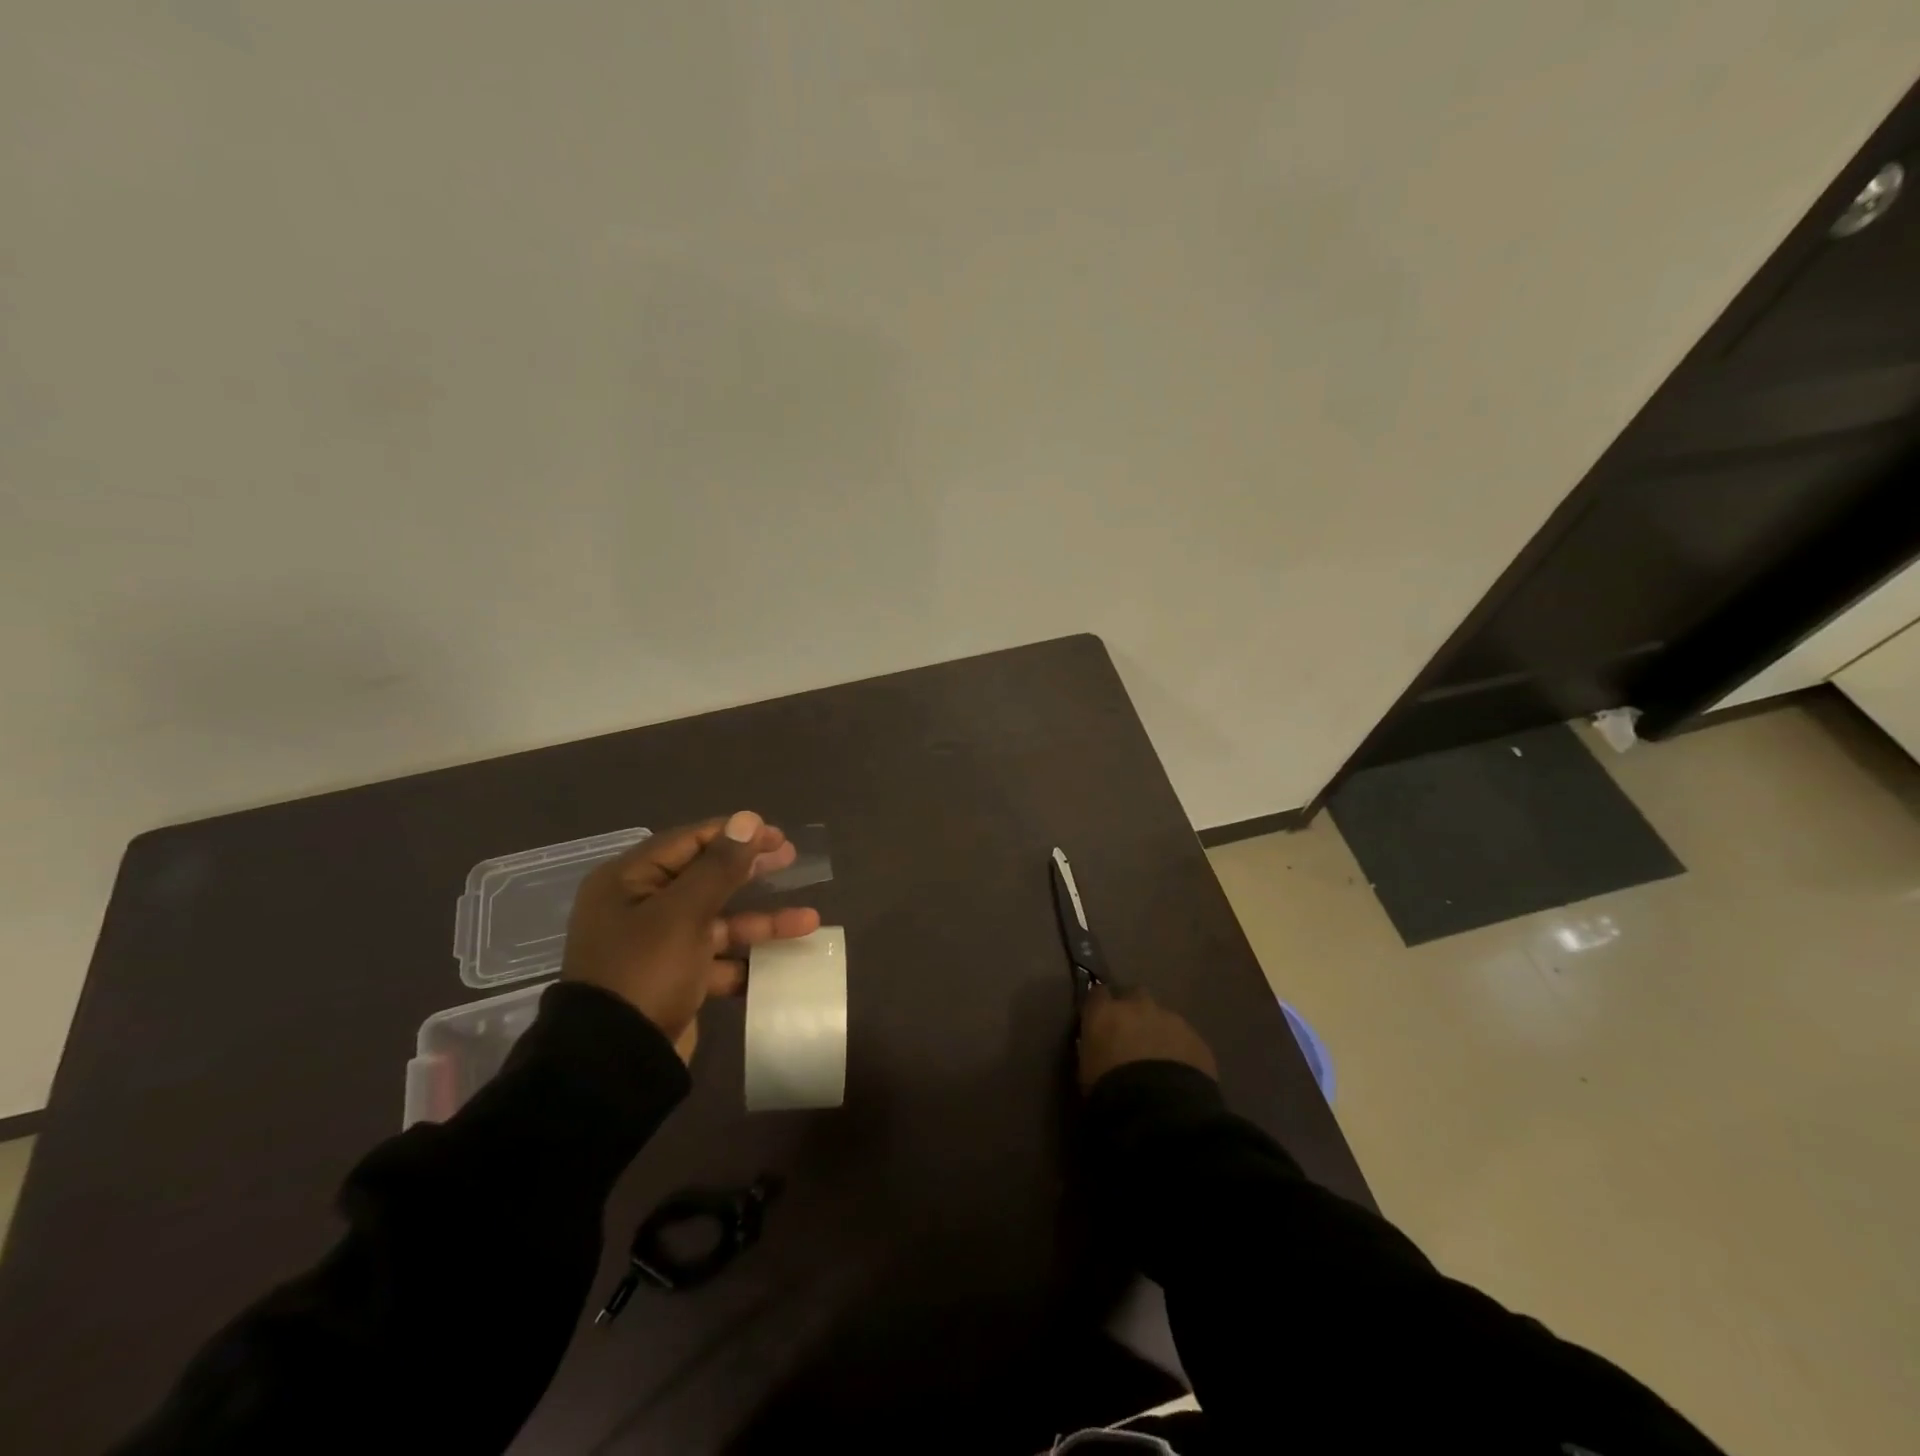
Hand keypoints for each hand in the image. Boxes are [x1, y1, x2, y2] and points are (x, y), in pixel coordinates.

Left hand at [562, 810, 820, 1062]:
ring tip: (809, 920)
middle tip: (791, 858)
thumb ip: (719, 866)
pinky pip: (717, 959)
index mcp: (628, 882)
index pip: (687, 842)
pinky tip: (783, 961)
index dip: (733, 835)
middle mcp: (640, 908)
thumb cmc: (645, 971)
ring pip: (718, 921)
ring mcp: (658, 946)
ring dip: (761, 921)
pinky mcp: (675, 979)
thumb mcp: (684, 913)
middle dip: (750, 870)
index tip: (775, 834)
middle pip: (704, 878)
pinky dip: (747, 959)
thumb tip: (748, 818)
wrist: (615, 1062)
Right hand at [1077, 985, 1217, 1092]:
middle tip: (1132, 1037)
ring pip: (1163, 1017)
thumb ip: (1092, 1048)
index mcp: (1104, 1013)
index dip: (1101, 1007)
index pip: (1098, 994)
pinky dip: (1181, 1049)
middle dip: (1134, 1011)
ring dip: (1159, 1031)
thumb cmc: (1110, 1093)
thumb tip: (1099, 1046)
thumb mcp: (1086, 1070)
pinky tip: (1180, 1073)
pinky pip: (1186, 1039)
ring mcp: (1171, 1019)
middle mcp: (1137, 1006)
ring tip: (1160, 1060)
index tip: (1102, 1021)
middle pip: (1135, 996)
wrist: (1160, 1112)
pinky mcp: (1197, 1039)